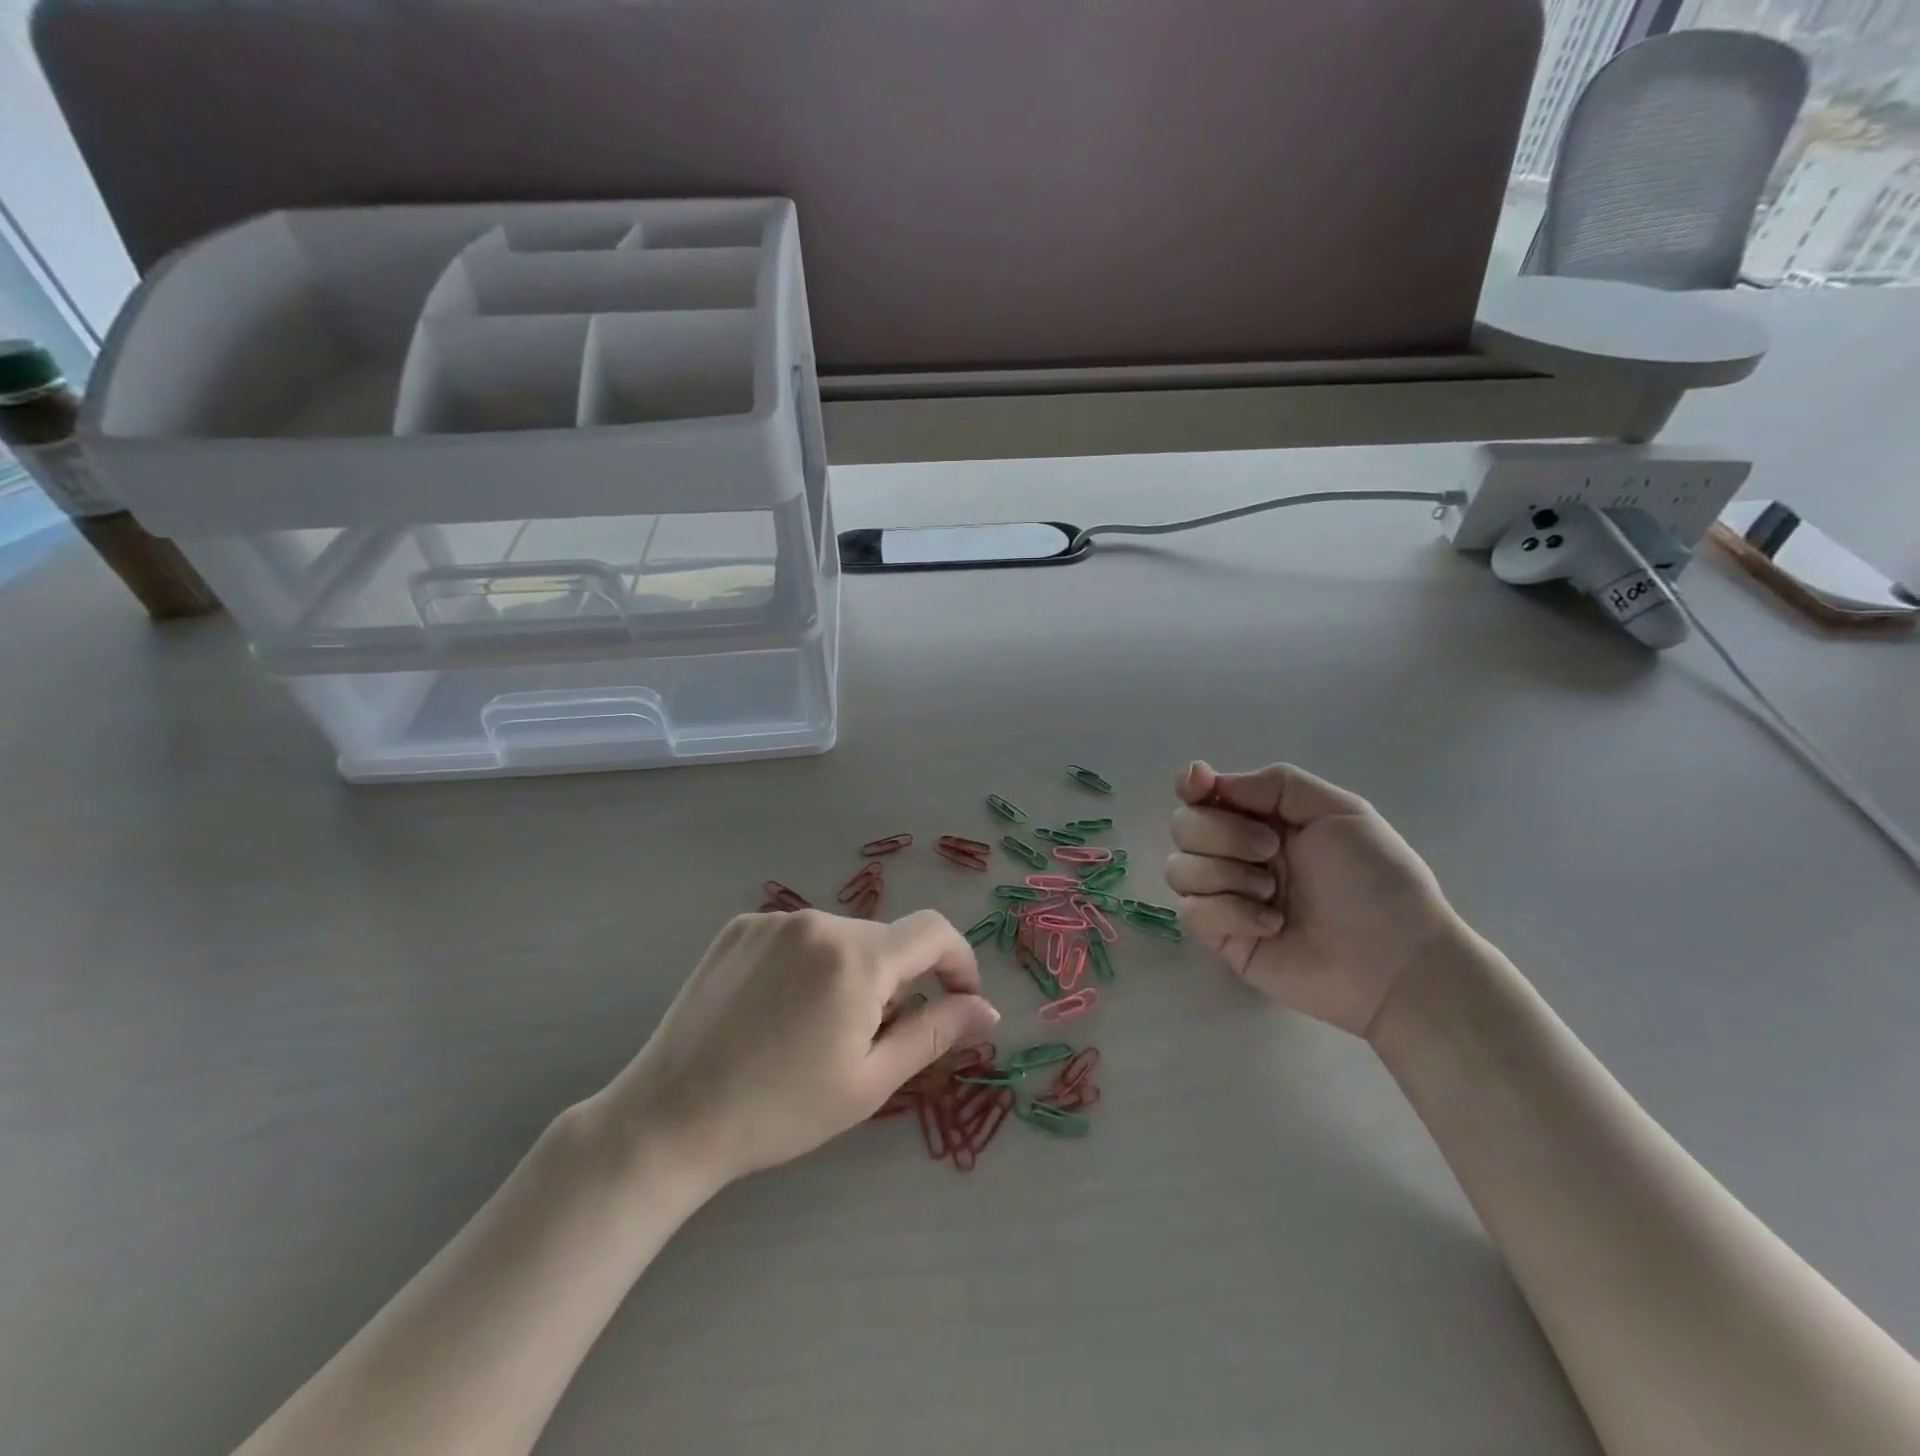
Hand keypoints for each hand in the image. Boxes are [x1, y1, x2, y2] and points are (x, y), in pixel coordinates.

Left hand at [599, 909, 998, 1186]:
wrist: (671, 1118)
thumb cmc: (781, 1111)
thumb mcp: (870, 1081)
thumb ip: (936, 1033)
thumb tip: (987, 1010)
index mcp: (857, 957)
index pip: (934, 932)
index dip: (958, 962)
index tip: (957, 1001)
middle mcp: (818, 921)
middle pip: (884, 941)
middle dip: (896, 981)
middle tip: (870, 1039)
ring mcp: (773, 920)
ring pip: (841, 938)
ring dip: (850, 972)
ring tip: (816, 1030)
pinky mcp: (738, 927)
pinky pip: (797, 937)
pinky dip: (807, 965)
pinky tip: (777, 1011)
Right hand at [1166, 761, 1464, 1036]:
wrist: (1396, 962)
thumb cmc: (1377, 881)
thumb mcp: (1341, 811)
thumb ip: (1277, 784)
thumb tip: (1212, 782)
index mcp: (1263, 819)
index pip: (1202, 794)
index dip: (1191, 786)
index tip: (1200, 785)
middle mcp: (1237, 853)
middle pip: (1183, 827)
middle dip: (1222, 833)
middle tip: (1271, 851)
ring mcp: (1226, 896)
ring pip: (1179, 868)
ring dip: (1226, 875)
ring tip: (1273, 895)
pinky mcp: (1222, 937)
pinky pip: (1192, 911)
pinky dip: (1229, 912)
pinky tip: (1271, 925)